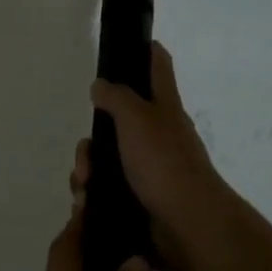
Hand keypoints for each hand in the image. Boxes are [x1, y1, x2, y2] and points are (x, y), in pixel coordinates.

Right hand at [87, 42, 233, 270]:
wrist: (187, 225)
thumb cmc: (164, 163)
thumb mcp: (137, 118)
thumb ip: (116, 97)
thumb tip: (101, 85)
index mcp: (163, 109)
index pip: (157, 66)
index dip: (145, 50)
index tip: (125, 45)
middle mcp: (158, 136)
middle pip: (117, 124)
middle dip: (92, 141)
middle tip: (86, 159)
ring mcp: (150, 170)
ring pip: (107, 162)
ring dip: (88, 173)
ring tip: (84, 190)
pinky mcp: (141, 200)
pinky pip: (108, 192)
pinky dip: (94, 198)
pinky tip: (86, 207)